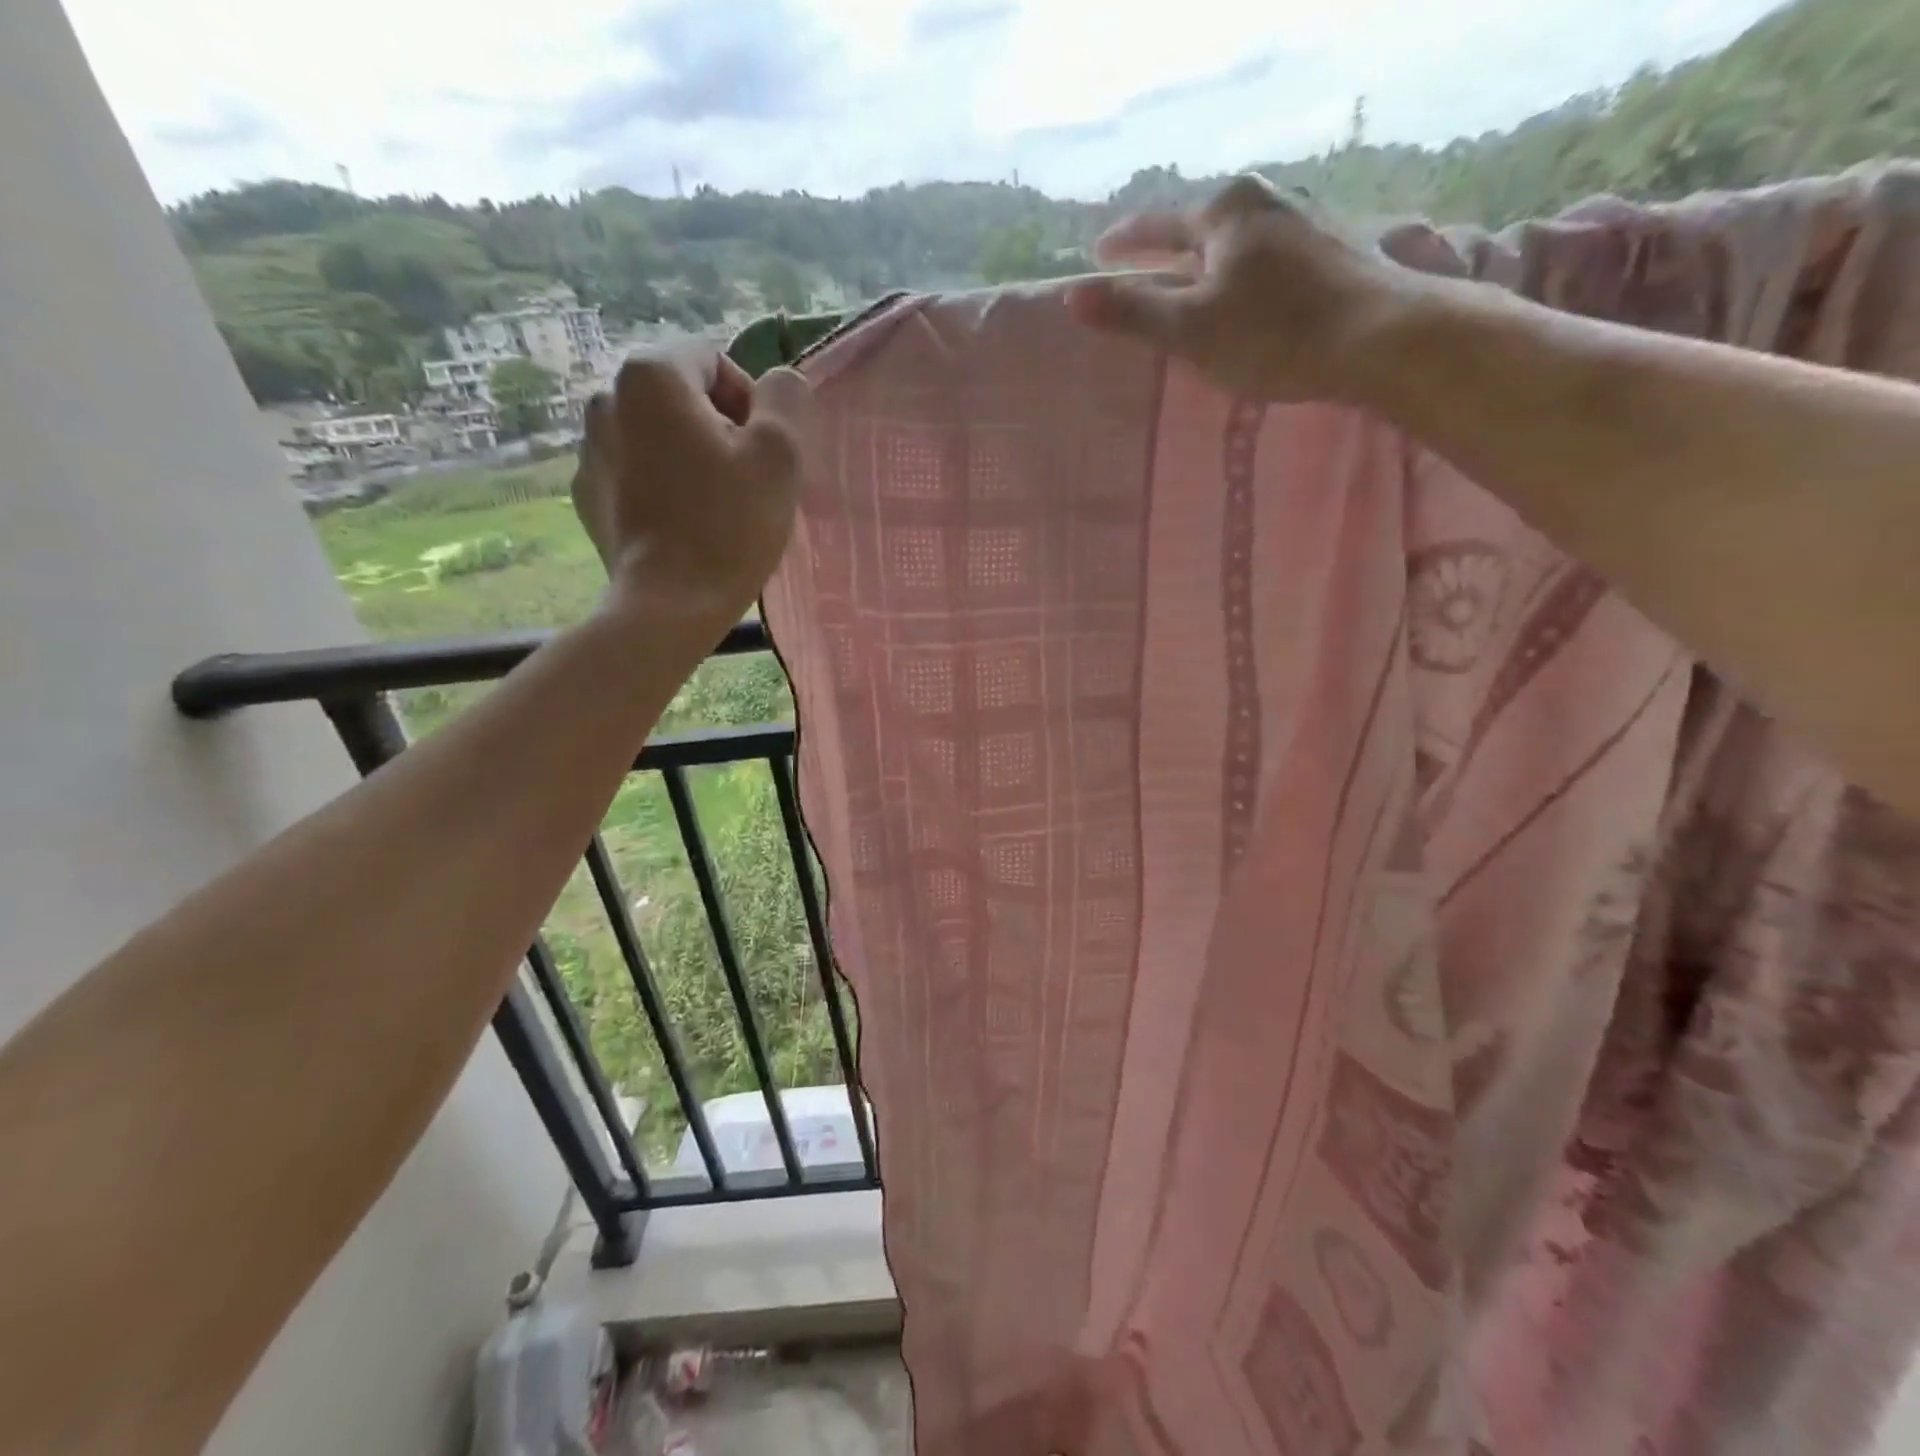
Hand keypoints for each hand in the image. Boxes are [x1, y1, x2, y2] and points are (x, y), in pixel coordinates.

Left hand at [572, 343, 812, 625]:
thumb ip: (786, 399)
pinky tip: (685, 526)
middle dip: (720, 429)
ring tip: (716, 508)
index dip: (751, 402)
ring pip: (659, 436)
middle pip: (683, 397)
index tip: (763, 453)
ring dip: (691, 457)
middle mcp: (606, 398)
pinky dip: (663, 487)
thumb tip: (779, 382)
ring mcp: (589, 449)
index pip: (714, 359)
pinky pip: (637, 472)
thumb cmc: (730, 525)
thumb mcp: (780, 454)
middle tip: (746, 482)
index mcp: (651, 375)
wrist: (671, 606)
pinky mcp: (590, 495)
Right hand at [1065, 173, 1422, 401]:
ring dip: (1211, 262)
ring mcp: (1306, 218)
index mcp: (1224, 211)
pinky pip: (1268, 256)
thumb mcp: (1189, 330)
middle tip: (1144, 270)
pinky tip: (1250, 295)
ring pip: (1238, 241)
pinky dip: (1245, 274)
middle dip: (1170, 249)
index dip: (1123, 244)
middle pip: (1199, 227)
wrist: (1379, 337)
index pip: (1155, 225)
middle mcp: (1265, 200)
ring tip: (1195, 283)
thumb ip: (1131, 313)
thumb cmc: (1273, 334)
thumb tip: (1072, 298)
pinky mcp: (1334, 246)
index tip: (1098, 254)